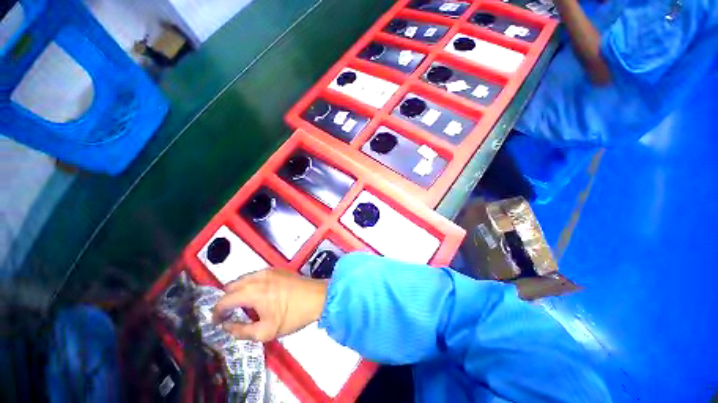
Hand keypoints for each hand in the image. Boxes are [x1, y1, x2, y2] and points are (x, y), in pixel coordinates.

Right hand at [212, 269, 327, 341]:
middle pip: (232, 286)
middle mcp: (258, 277)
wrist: (318, 297)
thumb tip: (227, 326)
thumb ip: (241, 331)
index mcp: (253, 291)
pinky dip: (250, 284)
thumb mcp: (266, 331)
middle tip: (229, 314)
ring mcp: (269, 271)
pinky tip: (258, 295)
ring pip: (244, 279)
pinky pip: (256, 275)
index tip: (217, 321)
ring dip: (238, 291)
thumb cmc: (293, 315)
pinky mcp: (277, 269)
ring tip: (243, 306)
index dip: (216, 312)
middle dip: (226, 299)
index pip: (224, 299)